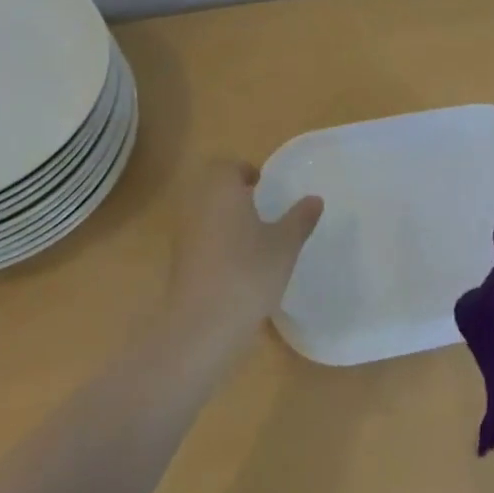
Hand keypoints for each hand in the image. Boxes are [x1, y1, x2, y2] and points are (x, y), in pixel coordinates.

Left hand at [163, 159, 323, 353]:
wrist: (201, 326)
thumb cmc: (248, 273)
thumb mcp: (284, 245)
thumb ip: (300, 219)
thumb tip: (315, 199)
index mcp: (222, 190)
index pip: (227, 166)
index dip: (244, 171)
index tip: (262, 184)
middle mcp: (198, 205)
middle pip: (212, 188)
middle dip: (232, 193)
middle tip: (259, 207)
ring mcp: (184, 235)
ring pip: (203, 213)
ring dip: (223, 218)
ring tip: (252, 237)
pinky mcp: (178, 263)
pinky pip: (198, 239)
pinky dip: (214, 242)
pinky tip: (236, 265)